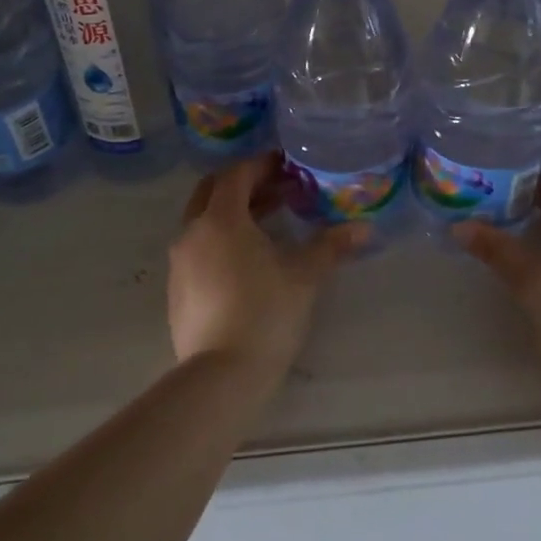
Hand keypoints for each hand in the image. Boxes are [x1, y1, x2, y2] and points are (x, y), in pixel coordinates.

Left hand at [167, 152, 365, 382]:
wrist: (221, 375)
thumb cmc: (266, 312)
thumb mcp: (304, 275)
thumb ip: (331, 245)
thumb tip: (363, 228)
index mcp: (220, 219)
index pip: (236, 175)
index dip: (261, 165)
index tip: (286, 166)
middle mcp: (192, 233)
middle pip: (212, 192)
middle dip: (243, 185)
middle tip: (277, 190)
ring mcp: (179, 263)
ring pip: (203, 222)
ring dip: (232, 214)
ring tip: (268, 224)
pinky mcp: (177, 290)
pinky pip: (197, 249)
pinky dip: (220, 240)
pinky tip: (246, 262)